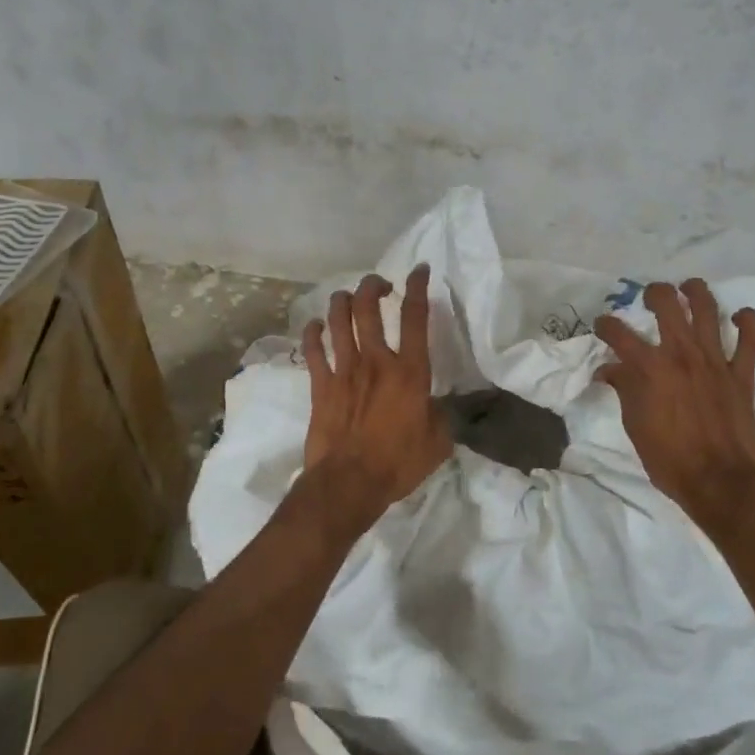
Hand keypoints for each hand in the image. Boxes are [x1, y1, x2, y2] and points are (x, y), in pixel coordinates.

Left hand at [300, 265, 451, 532]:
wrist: (348, 483)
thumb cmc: (398, 464)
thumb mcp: (438, 442)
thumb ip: (442, 416)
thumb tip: (440, 405)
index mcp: (409, 371)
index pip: (415, 317)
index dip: (418, 287)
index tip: (420, 270)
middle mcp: (376, 361)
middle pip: (369, 307)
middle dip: (373, 286)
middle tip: (380, 285)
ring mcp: (344, 370)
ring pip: (338, 320)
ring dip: (343, 301)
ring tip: (349, 298)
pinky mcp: (320, 385)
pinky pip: (312, 349)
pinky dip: (313, 333)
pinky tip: (316, 327)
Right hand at [594, 279, 754, 527]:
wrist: (719, 481)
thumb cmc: (669, 458)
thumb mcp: (635, 425)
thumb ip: (624, 390)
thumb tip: (609, 370)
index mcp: (650, 368)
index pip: (619, 333)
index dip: (606, 325)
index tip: (603, 326)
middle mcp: (681, 354)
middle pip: (666, 304)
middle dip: (654, 293)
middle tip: (649, 297)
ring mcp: (715, 360)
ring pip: (707, 309)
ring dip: (696, 292)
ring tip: (688, 288)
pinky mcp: (741, 373)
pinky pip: (750, 339)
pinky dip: (747, 321)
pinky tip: (739, 315)